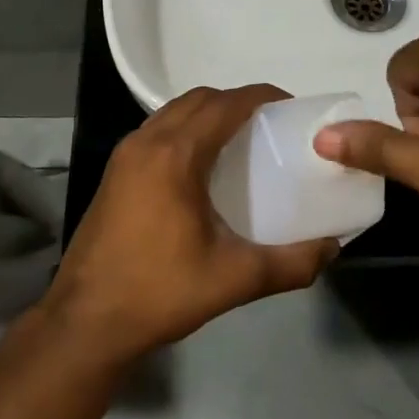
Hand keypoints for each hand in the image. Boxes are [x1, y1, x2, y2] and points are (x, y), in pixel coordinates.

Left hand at [45, 85, 339, 361]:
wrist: (85, 322)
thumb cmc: (159, 292)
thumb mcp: (234, 279)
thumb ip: (291, 263)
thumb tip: (332, 248)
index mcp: (175, 155)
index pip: (224, 104)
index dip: (260, 96)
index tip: (291, 106)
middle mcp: (146, 142)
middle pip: (198, 99)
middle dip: (236, 101)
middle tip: (270, 124)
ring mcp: (125, 155)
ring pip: (173, 112)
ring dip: (208, 113)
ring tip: (241, 140)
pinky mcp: (115, 172)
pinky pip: (157, 131)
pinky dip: (186, 129)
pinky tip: (203, 165)